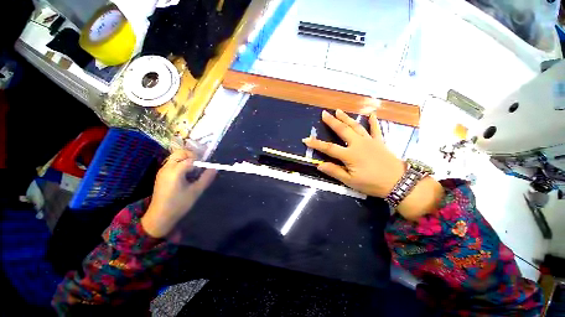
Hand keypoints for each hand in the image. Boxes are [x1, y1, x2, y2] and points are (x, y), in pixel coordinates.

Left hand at [141, 150, 215, 237]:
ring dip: (186, 159)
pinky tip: (185, 175)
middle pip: (180, 152)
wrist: (160, 216)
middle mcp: (167, 168)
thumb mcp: (196, 191)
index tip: (205, 168)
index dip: (200, 162)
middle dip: (191, 155)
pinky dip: (181, 164)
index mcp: (175, 172)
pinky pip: (172, 163)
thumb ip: (206, 178)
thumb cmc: (179, 204)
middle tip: (199, 165)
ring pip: (175, 157)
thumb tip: (214, 168)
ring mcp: (162, 170)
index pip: (190, 159)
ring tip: (193, 171)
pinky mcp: (161, 174)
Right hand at [303, 110, 443, 220]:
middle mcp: (358, 144)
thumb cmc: (372, 183)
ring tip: (339, 111)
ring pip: (355, 126)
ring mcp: (369, 141)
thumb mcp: (351, 181)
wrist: (399, 182)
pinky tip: (371, 114)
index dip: (316, 143)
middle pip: (342, 130)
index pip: (328, 148)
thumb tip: (319, 165)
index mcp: (350, 155)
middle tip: (324, 113)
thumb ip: (334, 171)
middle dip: (332, 121)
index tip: (306, 139)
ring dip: (346, 118)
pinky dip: (373, 121)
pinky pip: (375, 129)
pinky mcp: (379, 142)